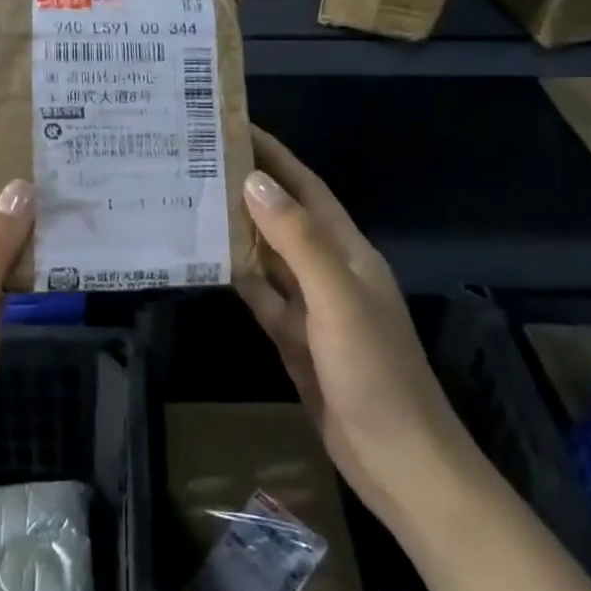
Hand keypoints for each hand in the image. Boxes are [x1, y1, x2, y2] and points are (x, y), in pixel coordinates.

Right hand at [235, 128, 474, 516]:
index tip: (235, 127)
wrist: (398, 463)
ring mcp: (311, 306)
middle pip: (284, 216)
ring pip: (268, 254)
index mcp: (348, 252)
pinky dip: (237, 274)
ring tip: (192, 199)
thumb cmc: (375, 374)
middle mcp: (328, 270)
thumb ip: (298, 241)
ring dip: (237, 228)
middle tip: (198, 160)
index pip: (306, 189)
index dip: (275, 156)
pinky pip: (260, 293)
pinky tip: (207, 259)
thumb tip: (254, 182)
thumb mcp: (338, 300)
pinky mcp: (293, 337)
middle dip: (248, 186)